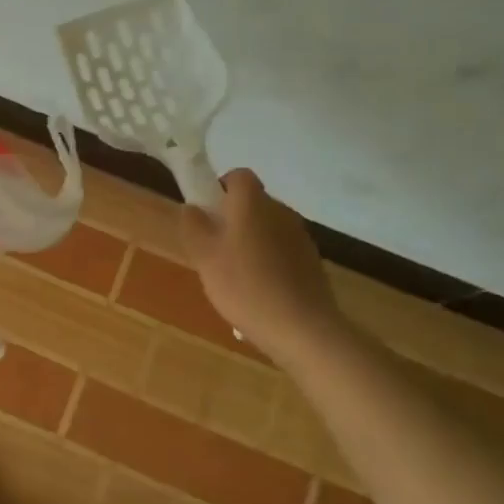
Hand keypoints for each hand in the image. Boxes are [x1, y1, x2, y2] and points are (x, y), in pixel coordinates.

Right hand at [180, 168, 344, 357]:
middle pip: (254, 203)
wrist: (301, 327)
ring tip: (237, 276)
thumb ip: (194, 227)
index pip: (239, 176)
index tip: (208, 213)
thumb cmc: (244, 286)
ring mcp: (300, 236)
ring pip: (268, 228)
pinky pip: (283, 251)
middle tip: (215, 249)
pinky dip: (270, 261)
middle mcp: (280, 211)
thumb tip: (192, 207)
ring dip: (252, 241)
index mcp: (253, 204)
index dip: (221, 187)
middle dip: (234, 219)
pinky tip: (260, 291)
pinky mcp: (312, 261)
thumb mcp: (205, 257)